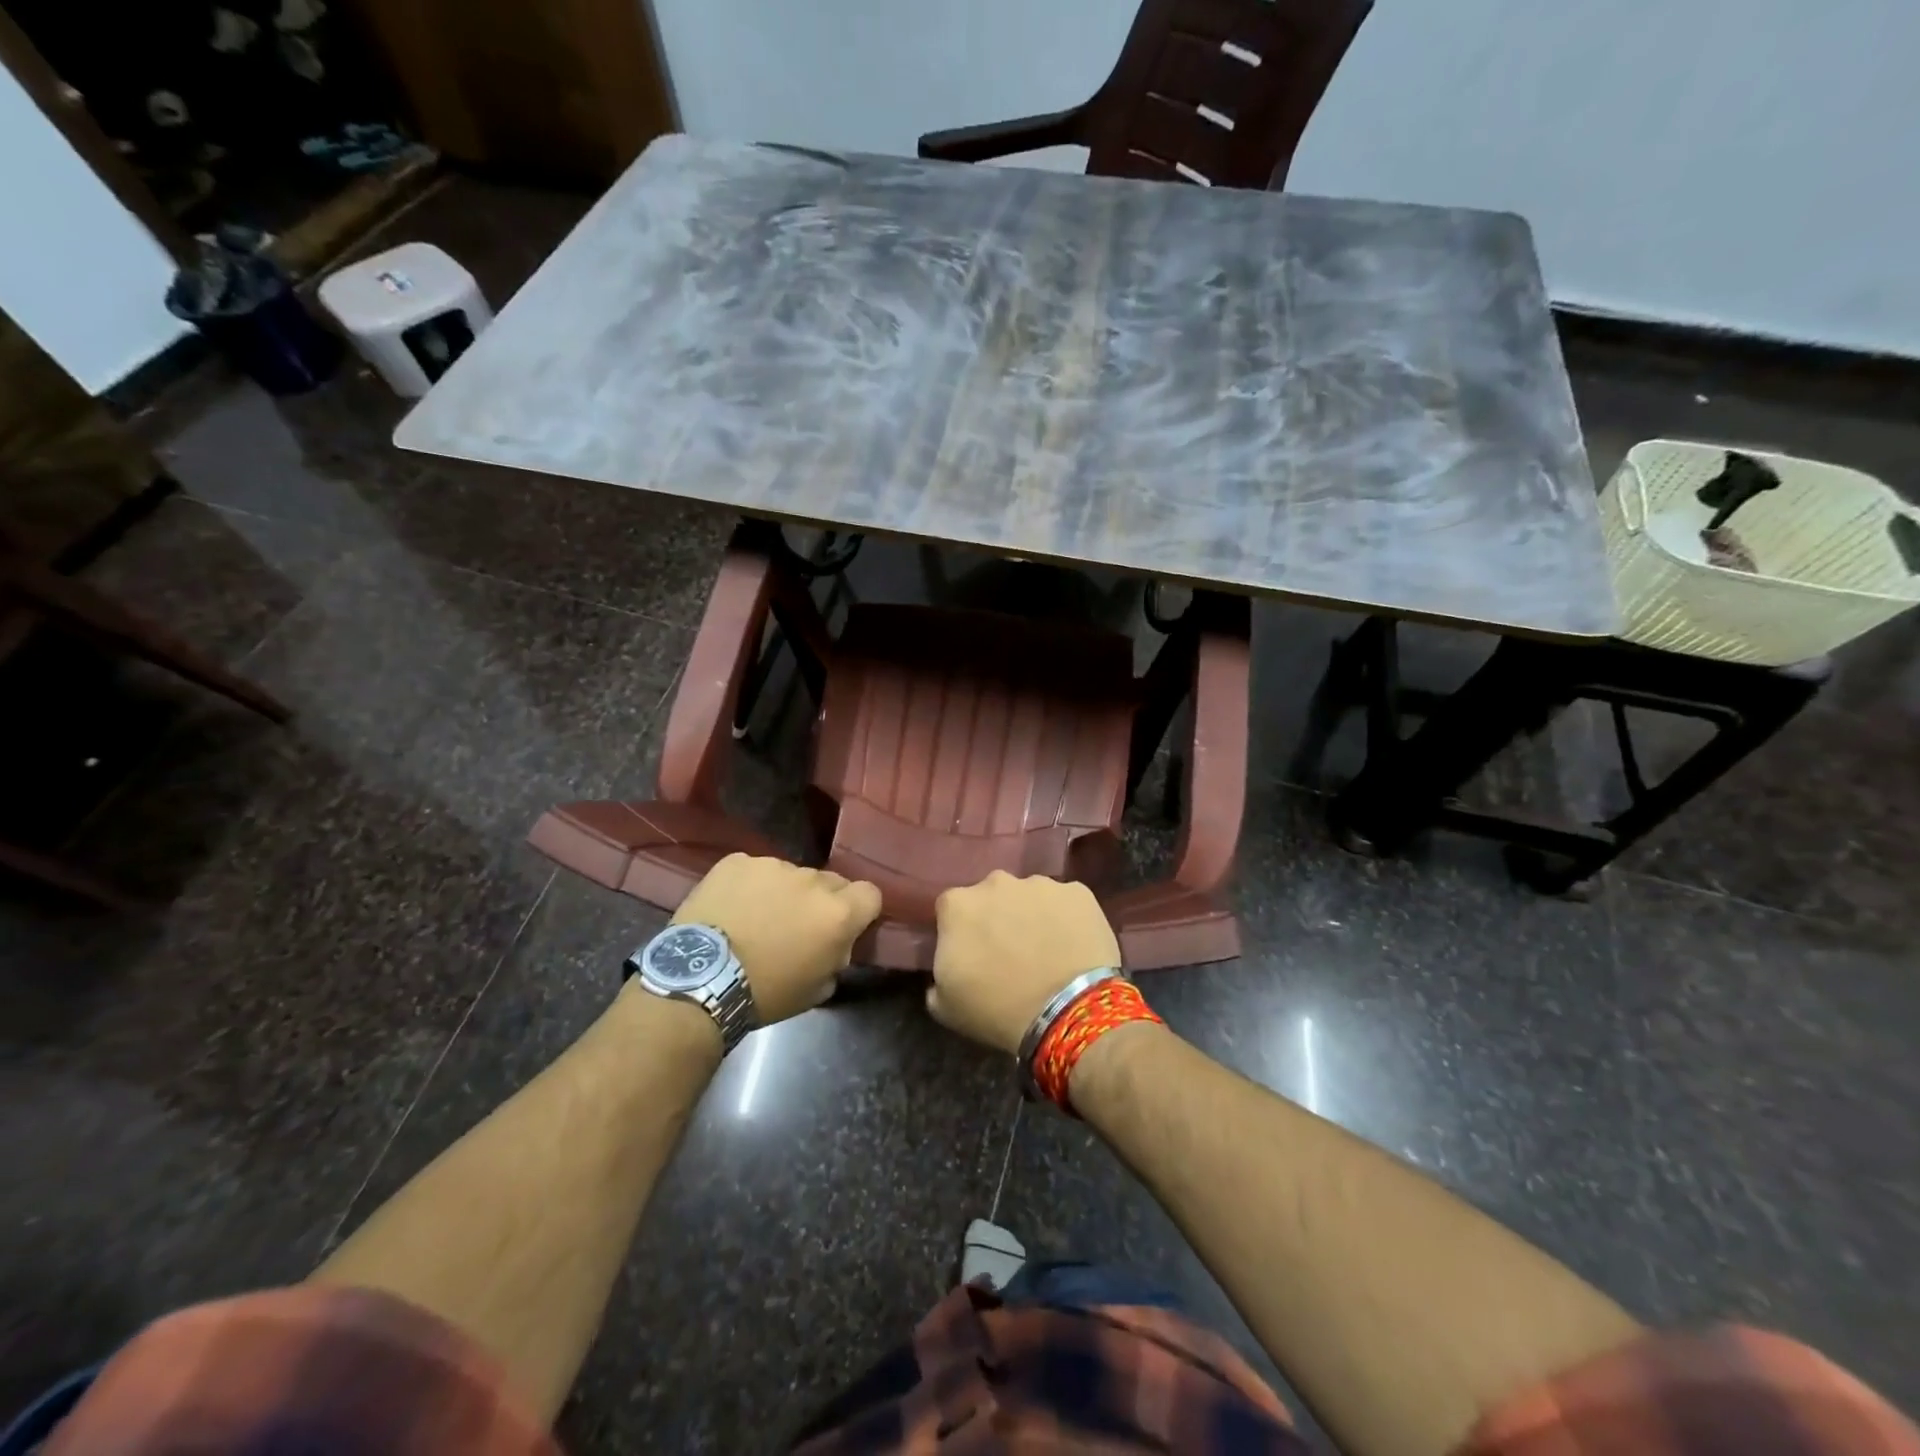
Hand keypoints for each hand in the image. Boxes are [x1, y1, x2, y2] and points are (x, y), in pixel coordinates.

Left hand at [674, 854, 881, 1023]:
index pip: (871, 894)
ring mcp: (772, 865)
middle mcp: (812, 880)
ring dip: (783, 893)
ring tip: (756, 919)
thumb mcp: (816, 990)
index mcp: (838, 913)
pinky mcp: (737, 861)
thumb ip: (836, 958)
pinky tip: (731, 909)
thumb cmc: (764, 994)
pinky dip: (749, 887)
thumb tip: (835, 946)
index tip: (844, 927)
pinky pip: (754, 870)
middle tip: (796, 928)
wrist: (698, 980)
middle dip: (820, 902)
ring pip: (790, 875)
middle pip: (830, 882)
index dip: (860, 910)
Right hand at [928, 871, 1121, 1054]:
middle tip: (1009, 952)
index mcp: (958, 904)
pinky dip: (1067, 918)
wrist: (1067, 1010)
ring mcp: (1040, 884)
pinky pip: (1066, 903)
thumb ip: (937, 976)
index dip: (960, 932)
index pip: (951, 910)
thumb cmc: (998, 1009)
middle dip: (997, 917)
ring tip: (1046, 951)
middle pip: (991, 896)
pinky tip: (1072, 946)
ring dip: (1032, 915)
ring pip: (1030, 896)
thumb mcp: (945, 1005)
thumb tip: (948, 967)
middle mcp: (996, 882)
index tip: (971, 954)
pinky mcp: (1078, 892)